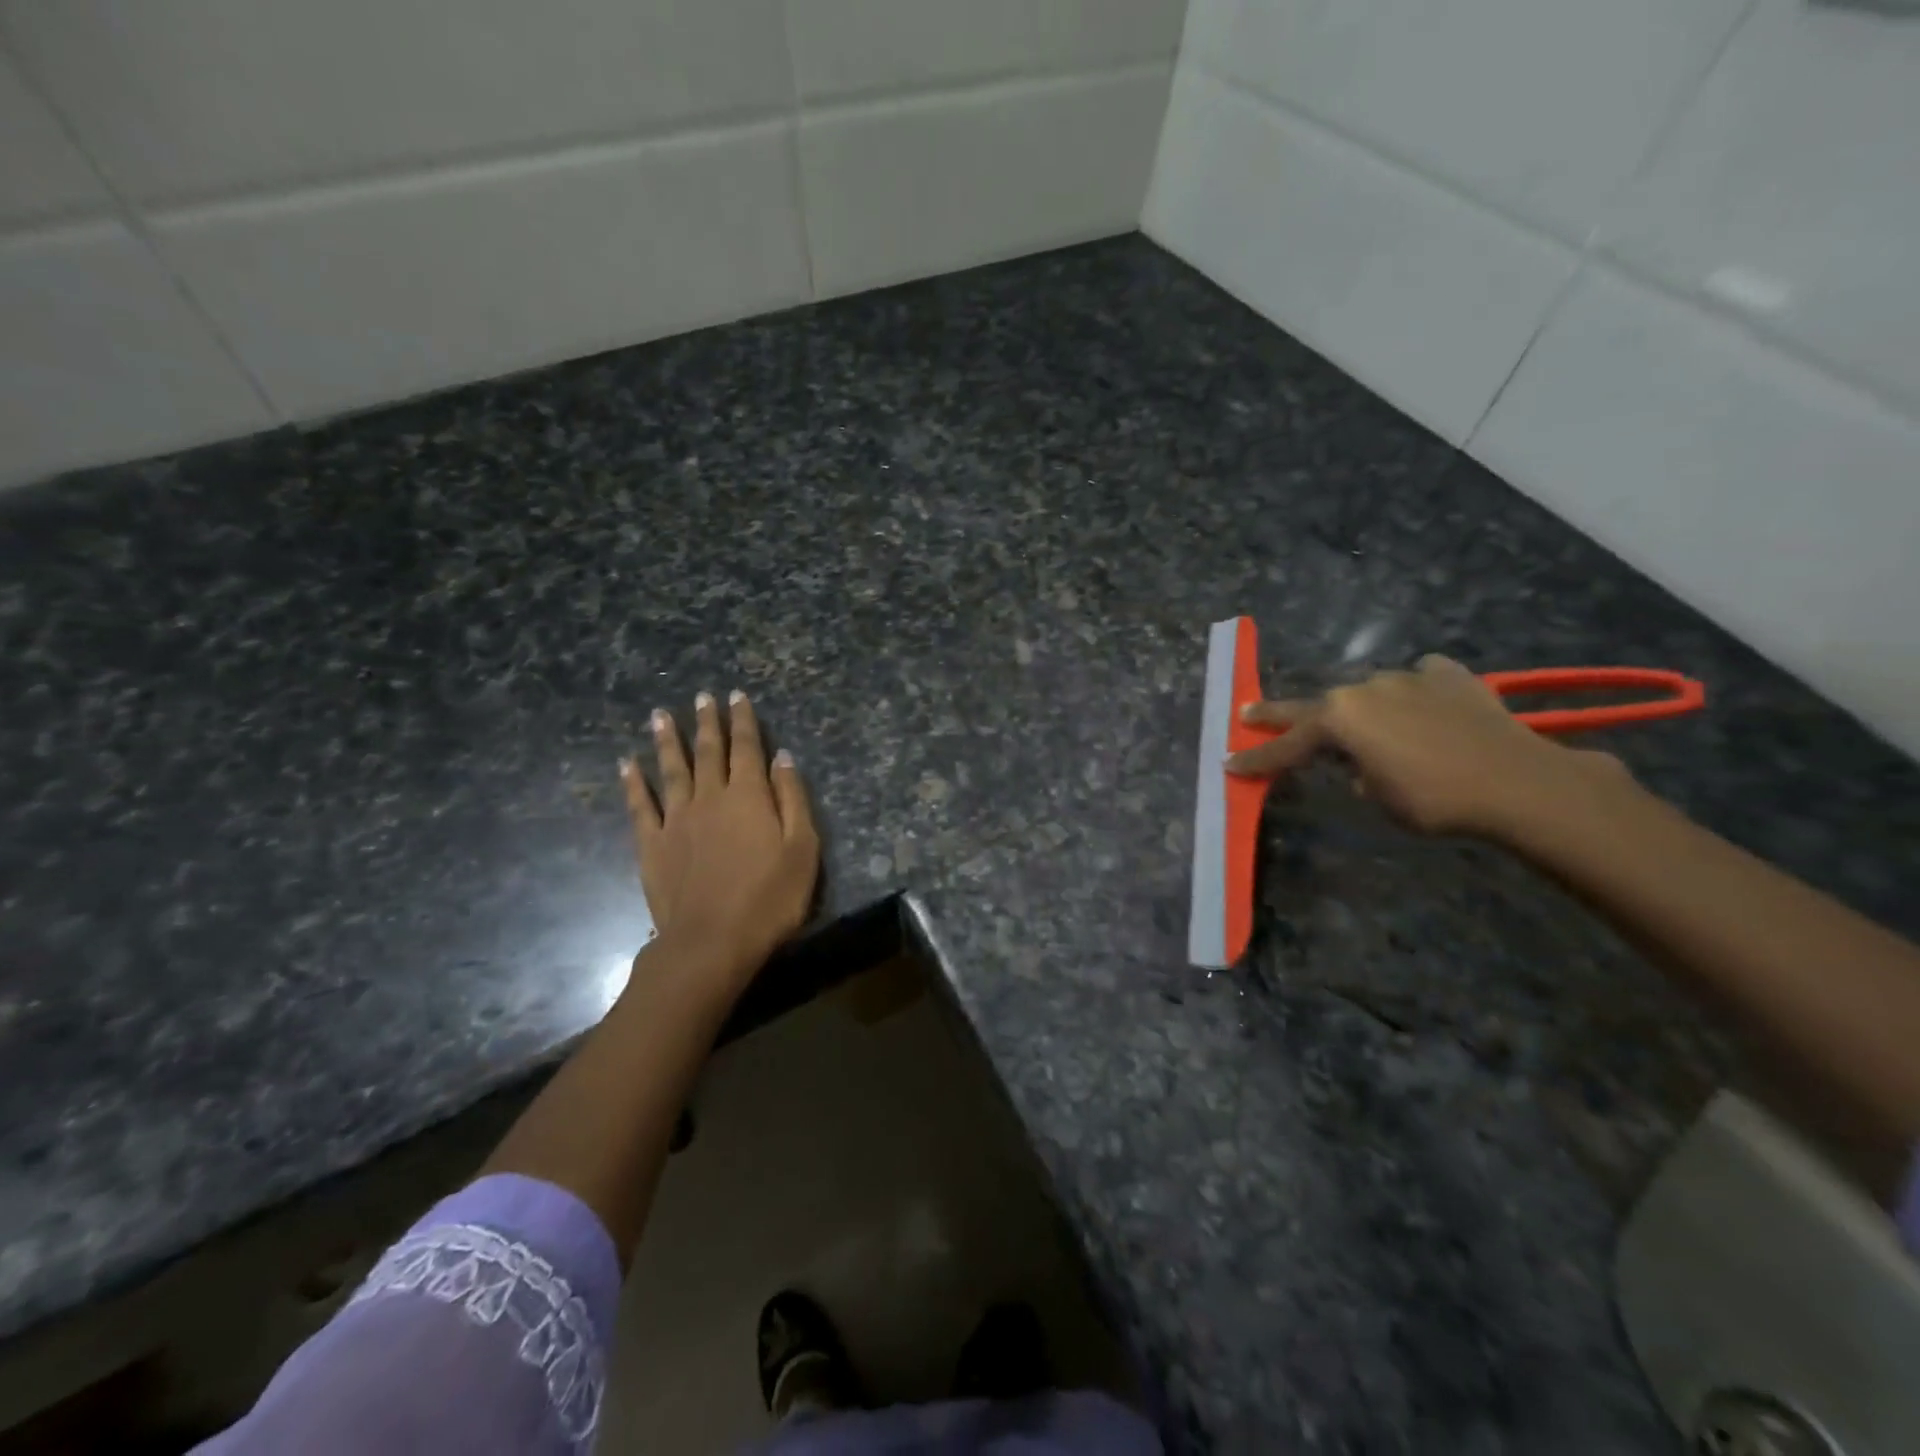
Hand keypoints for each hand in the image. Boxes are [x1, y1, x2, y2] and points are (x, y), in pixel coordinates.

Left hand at [619, 690, 819, 993]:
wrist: (712, 942)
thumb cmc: (769, 898)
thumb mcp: (803, 848)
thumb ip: (792, 798)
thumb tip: (782, 757)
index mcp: (748, 796)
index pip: (746, 748)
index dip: (742, 720)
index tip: (735, 696)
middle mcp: (710, 797)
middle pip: (708, 751)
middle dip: (706, 721)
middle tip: (701, 696)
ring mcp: (676, 820)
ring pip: (671, 770)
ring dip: (667, 741)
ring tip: (660, 715)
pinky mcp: (652, 845)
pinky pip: (640, 806)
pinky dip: (633, 783)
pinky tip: (626, 765)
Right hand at [1225, 654, 1628, 838]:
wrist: (1519, 782)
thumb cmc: (1435, 799)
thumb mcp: (1378, 798)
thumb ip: (1356, 774)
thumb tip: (1362, 764)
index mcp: (1340, 720)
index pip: (1287, 745)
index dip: (1258, 759)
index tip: (1229, 764)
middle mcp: (1366, 689)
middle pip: (1314, 706)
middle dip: (1279, 714)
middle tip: (1249, 713)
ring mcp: (1409, 678)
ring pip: (1371, 692)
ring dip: (1363, 710)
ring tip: (1371, 727)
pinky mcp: (1452, 677)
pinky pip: (1422, 679)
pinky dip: (1417, 691)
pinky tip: (1427, 702)